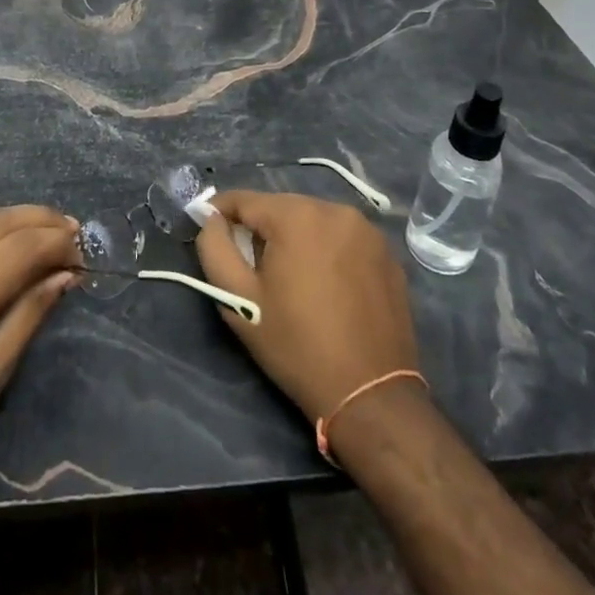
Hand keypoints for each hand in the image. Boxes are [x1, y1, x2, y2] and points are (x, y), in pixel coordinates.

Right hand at [195, 191, 419, 422]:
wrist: (371, 395)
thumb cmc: (296, 346)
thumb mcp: (239, 300)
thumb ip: (215, 248)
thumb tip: (212, 219)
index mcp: (296, 216)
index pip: (245, 199)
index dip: (221, 211)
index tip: (208, 227)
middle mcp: (334, 209)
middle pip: (281, 207)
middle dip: (261, 228)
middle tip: (251, 263)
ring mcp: (366, 229)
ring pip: (313, 220)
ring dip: (295, 237)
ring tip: (290, 275)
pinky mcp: (387, 252)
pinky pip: (342, 237)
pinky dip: (327, 249)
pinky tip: (326, 284)